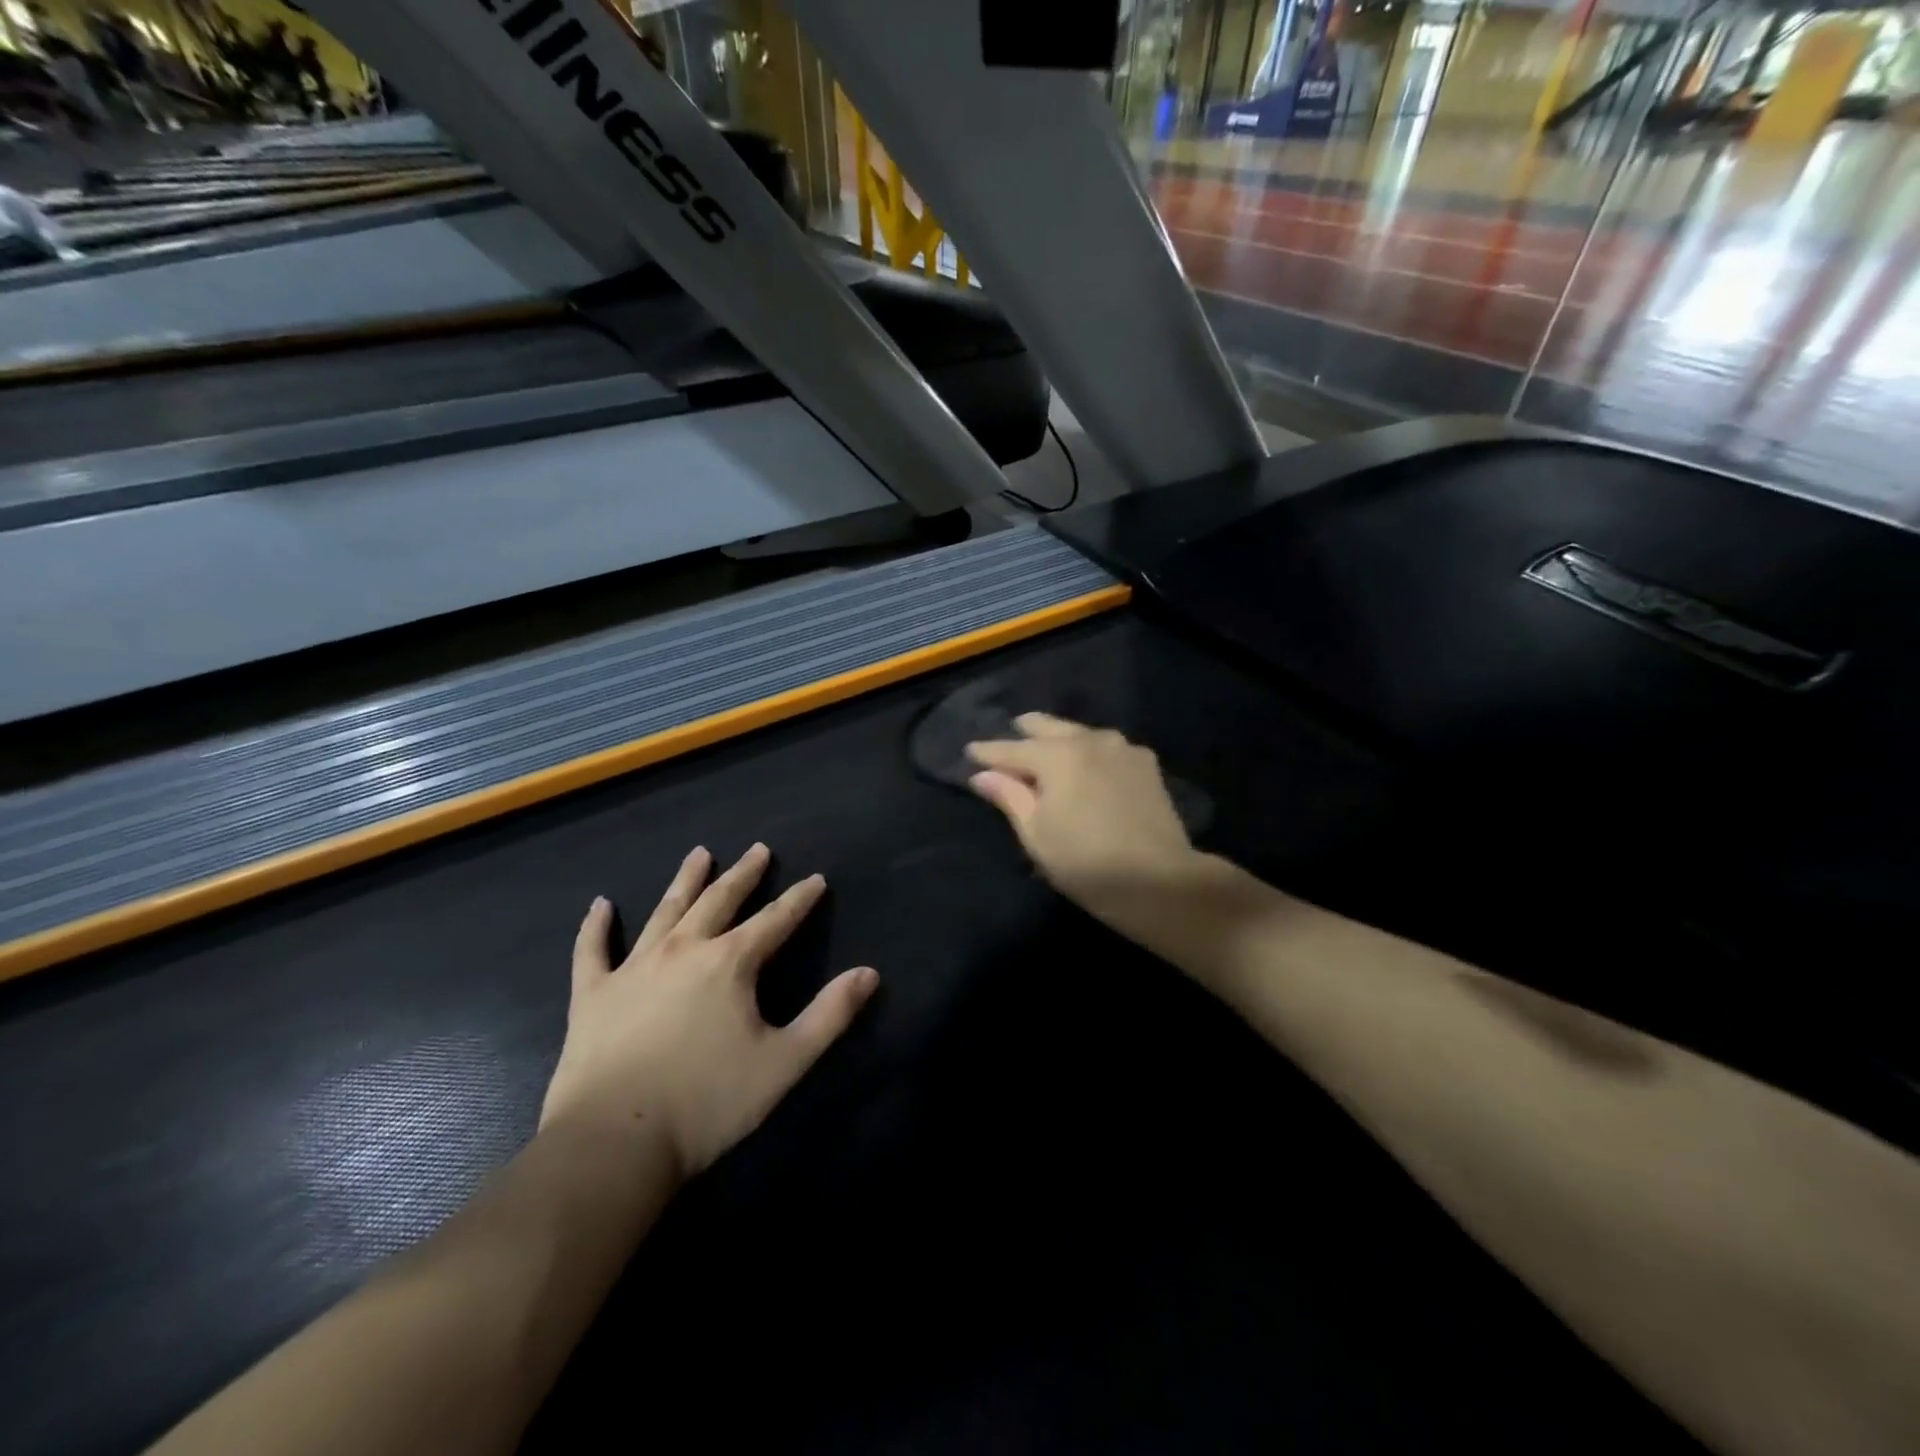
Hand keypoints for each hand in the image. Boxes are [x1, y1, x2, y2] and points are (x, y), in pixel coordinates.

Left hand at [540, 844, 878, 1178]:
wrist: (614, 1143)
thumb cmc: (707, 1103)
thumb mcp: (784, 1062)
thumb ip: (830, 1015)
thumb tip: (869, 973)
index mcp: (730, 963)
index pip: (775, 920)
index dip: (799, 899)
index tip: (815, 879)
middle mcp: (683, 951)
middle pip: (719, 901)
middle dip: (743, 874)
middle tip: (758, 850)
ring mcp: (634, 968)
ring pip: (665, 912)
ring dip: (685, 881)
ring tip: (700, 854)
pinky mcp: (593, 994)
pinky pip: (592, 950)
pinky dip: (596, 926)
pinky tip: (600, 904)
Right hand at [966, 713, 1200, 923]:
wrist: (1159, 880)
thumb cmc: (1085, 862)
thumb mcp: (1037, 834)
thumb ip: (1009, 796)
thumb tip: (983, 775)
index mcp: (1058, 755)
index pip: (1012, 749)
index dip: (988, 751)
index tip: (970, 750)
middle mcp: (1090, 740)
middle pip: (1049, 727)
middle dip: (1025, 732)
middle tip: (1010, 736)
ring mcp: (1122, 748)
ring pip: (1080, 734)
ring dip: (1059, 739)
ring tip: (1046, 748)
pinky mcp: (1145, 764)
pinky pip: (1106, 747)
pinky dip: (1088, 751)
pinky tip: (1085, 762)